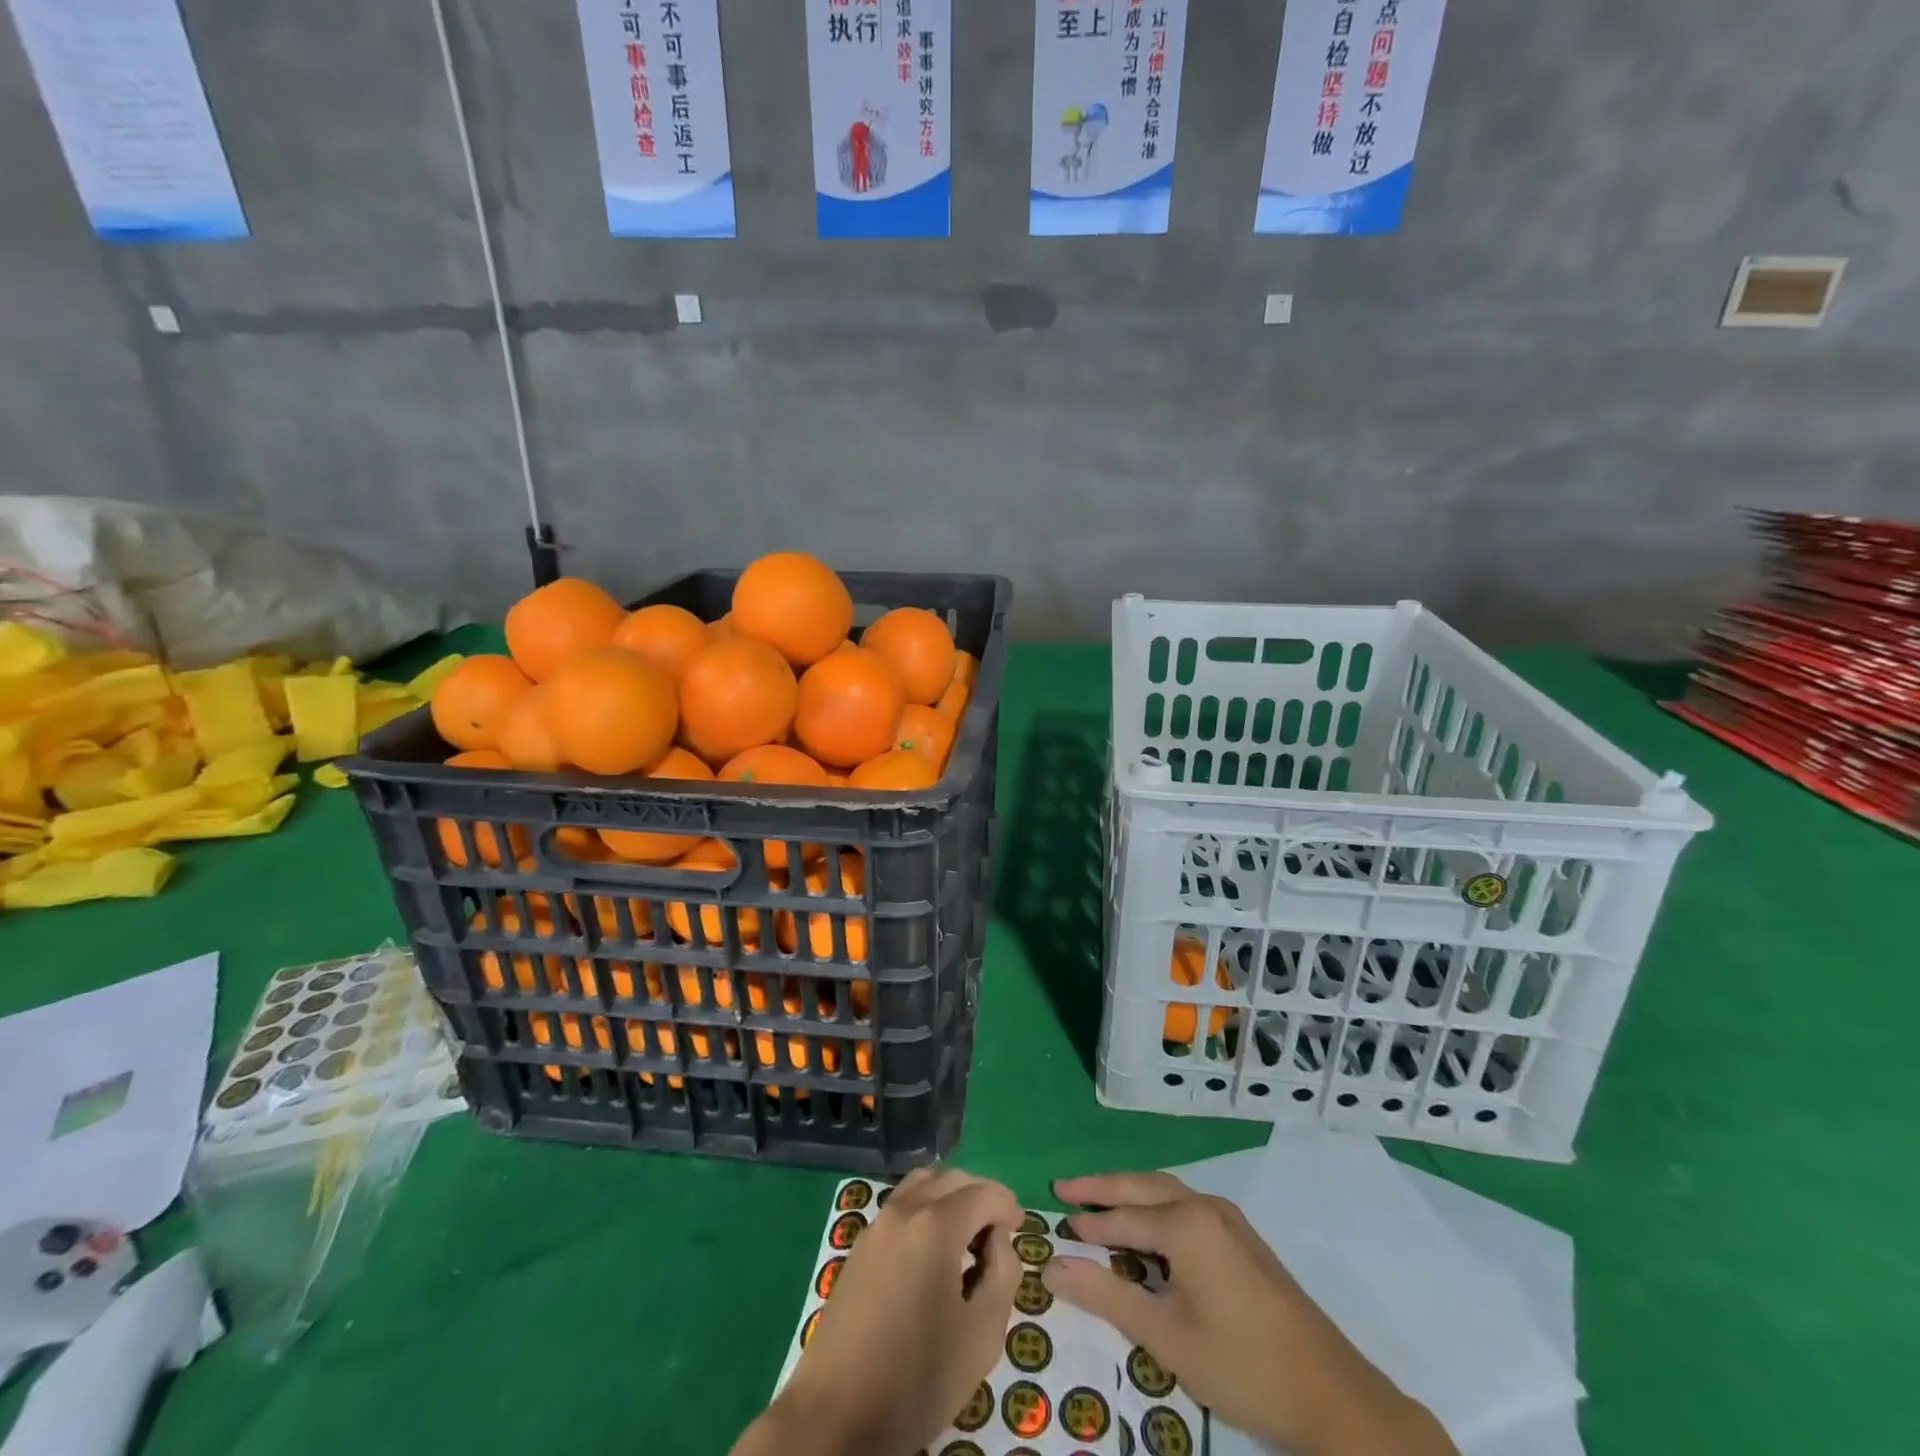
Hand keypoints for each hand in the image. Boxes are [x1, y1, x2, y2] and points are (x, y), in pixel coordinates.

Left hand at [735, 1166, 1022, 1455]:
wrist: (837, 1415)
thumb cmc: (918, 1377)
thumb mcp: (982, 1334)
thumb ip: (1003, 1274)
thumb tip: (997, 1239)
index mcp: (936, 1225)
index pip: (983, 1192)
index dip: (1007, 1204)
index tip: (1019, 1227)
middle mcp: (904, 1210)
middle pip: (951, 1178)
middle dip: (980, 1194)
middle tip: (998, 1229)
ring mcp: (877, 1225)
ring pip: (922, 1184)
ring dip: (950, 1196)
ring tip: (966, 1236)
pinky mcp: (859, 1246)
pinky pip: (900, 1206)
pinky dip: (925, 1209)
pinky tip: (933, 1252)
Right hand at [1045, 1172, 1456, 1455]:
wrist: (1333, 1395)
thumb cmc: (1242, 1364)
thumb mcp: (1166, 1337)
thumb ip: (1107, 1297)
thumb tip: (1052, 1267)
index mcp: (1186, 1223)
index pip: (1122, 1217)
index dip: (1088, 1223)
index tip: (1054, 1223)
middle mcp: (1205, 1207)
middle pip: (1142, 1186)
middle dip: (1102, 1187)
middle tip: (1064, 1187)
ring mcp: (1229, 1220)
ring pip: (1167, 1191)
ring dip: (1131, 1192)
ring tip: (1099, 1201)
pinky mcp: (1244, 1239)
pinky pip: (1187, 1205)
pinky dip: (1157, 1206)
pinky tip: (1149, 1227)